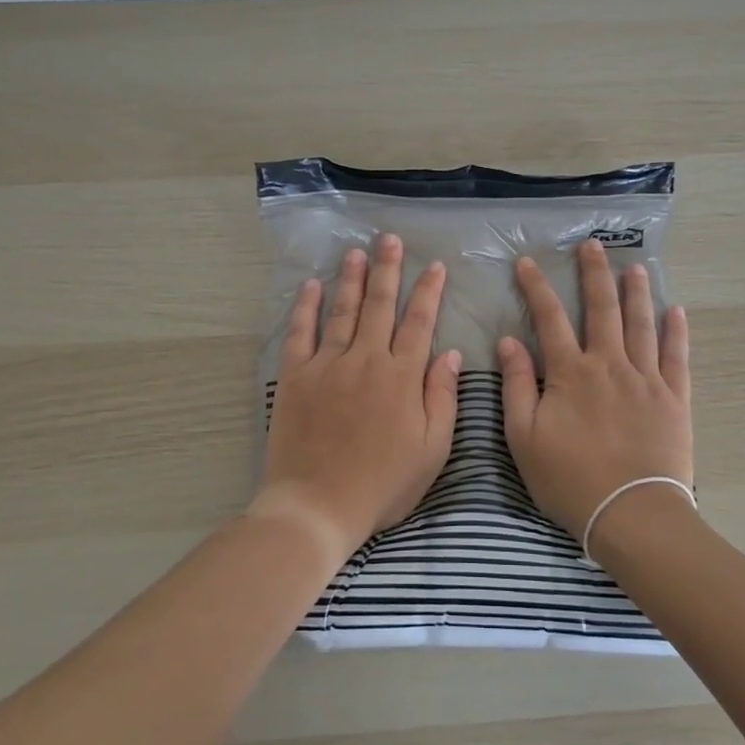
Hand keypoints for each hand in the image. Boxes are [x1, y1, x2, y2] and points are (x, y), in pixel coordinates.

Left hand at [253, 233, 461, 564]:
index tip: (433, 265)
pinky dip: (305, 307)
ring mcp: (327, 365)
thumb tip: (451, 353)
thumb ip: (442, 398)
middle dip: (387, 269)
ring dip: (350, 278)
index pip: (419, 322)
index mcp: (402, 377)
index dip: (428, 291)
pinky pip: (300, 333)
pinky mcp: (294, 377)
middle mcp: (366, 360)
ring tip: (356, 251)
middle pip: (379, 305)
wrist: (317, 505)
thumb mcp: (431, 450)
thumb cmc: (382, 484)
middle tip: (389, 240)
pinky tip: (311, 285)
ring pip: (342, 310)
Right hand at [497, 240, 692, 541]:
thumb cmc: (569, 479)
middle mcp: (610, 365)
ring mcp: (646, 379)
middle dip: (595, 274)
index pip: (550, 318)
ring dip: (637, 293)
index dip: (537, 288)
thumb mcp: (524, 437)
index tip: (528, 263)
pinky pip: (677, 357)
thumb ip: (517, 385)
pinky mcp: (674, 399)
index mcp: (571, 373)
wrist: (631, 513)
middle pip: (602, 309)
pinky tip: (676, 311)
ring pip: (641, 325)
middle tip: (593, 245)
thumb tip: (509, 341)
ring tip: (635, 267)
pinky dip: (676, 331)